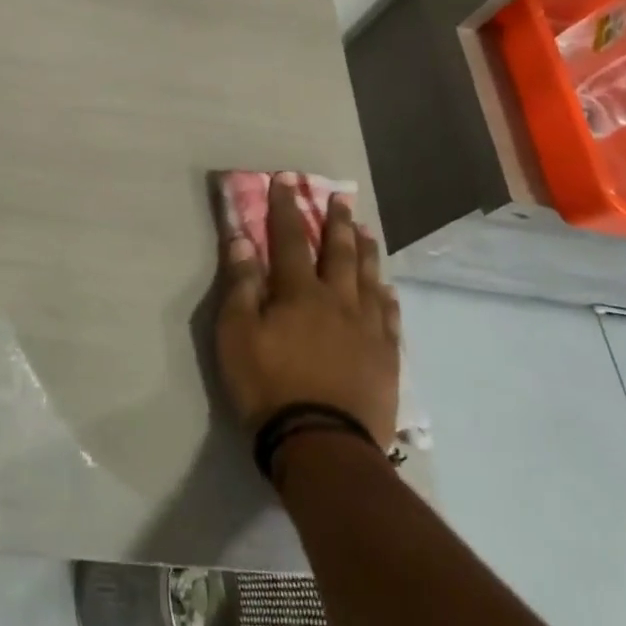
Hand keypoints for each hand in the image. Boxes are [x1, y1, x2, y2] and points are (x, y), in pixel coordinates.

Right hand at [215, 173, 400, 448]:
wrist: (322, 445)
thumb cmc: (268, 386)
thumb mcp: (236, 334)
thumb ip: (240, 284)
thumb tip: (241, 239)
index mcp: (299, 292)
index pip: (289, 238)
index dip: (285, 207)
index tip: (285, 179)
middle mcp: (338, 300)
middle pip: (339, 252)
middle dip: (335, 221)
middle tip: (340, 197)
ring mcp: (367, 329)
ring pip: (370, 278)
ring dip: (366, 250)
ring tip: (366, 230)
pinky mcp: (386, 357)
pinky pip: (390, 316)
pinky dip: (387, 295)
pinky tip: (387, 288)